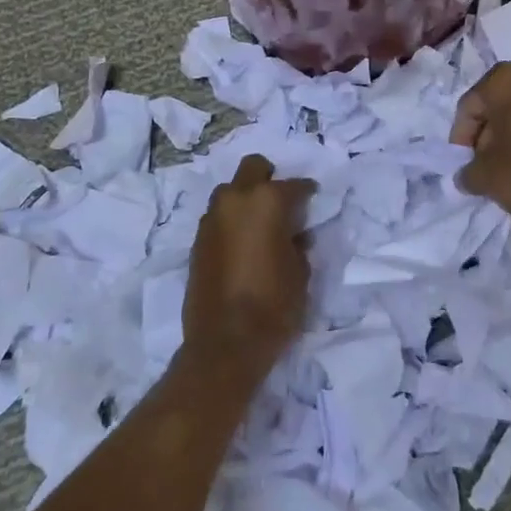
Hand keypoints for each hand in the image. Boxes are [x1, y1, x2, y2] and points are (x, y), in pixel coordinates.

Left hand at [182, 154, 314, 379]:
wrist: (224, 343)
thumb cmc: (274, 305)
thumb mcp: (301, 273)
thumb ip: (299, 244)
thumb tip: (295, 235)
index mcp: (267, 201)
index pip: (294, 185)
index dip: (307, 193)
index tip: (313, 201)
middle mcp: (236, 200)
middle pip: (253, 168)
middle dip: (269, 178)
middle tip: (282, 203)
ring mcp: (212, 219)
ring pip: (230, 192)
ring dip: (246, 200)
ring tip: (260, 226)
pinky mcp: (197, 240)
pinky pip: (218, 217)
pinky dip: (231, 221)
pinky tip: (243, 244)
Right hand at [450, 61, 510, 221]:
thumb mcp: (487, 178)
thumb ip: (467, 173)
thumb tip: (467, 175)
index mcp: (502, 79)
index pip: (468, 108)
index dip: (461, 141)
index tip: (466, 168)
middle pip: (494, 108)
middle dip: (485, 139)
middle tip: (486, 171)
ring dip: (508, 141)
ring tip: (509, 173)